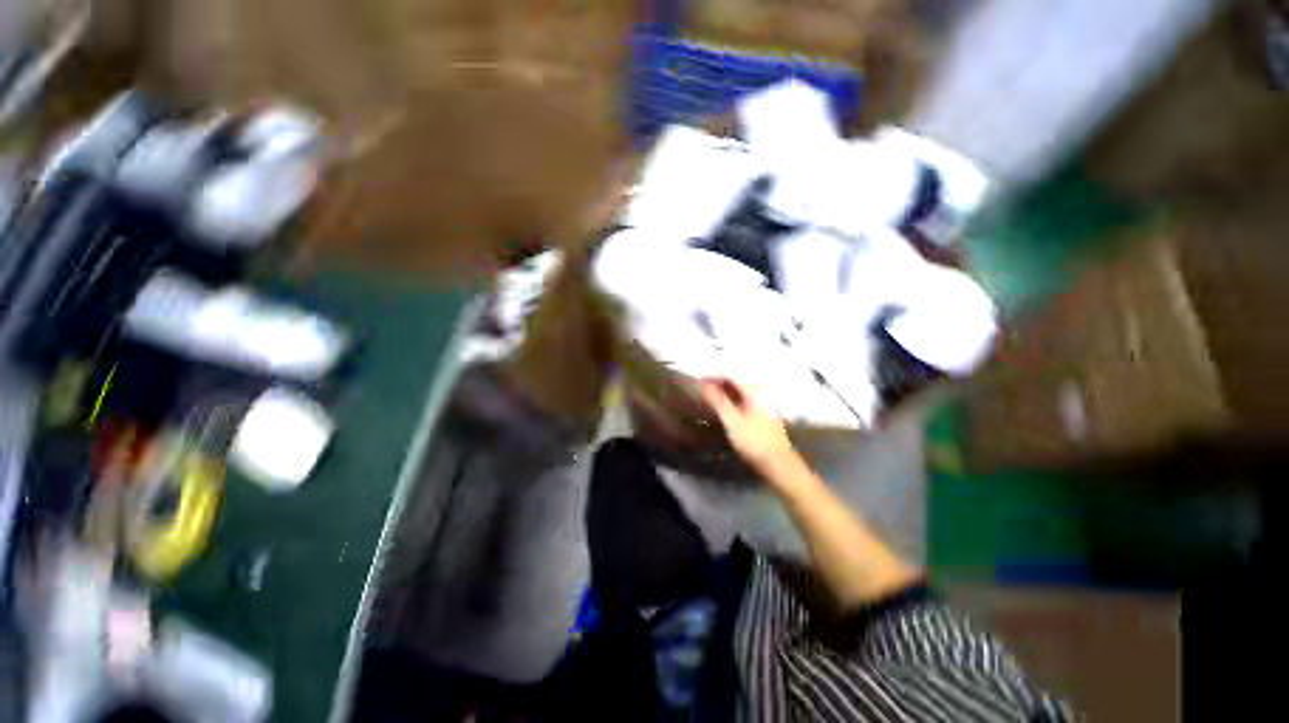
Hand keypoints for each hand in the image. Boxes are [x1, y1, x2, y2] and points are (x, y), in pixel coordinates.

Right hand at [701, 379, 802, 481]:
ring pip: (737, 393)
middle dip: (716, 384)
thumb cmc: (755, 441)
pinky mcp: (759, 416)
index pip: (729, 374)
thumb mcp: (732, 420)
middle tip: (699, 390)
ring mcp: (760, 404)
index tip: (698, 380)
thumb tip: (704, 385)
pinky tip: (720, 410)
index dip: (712, 375)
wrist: (778, 464)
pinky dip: (728, 402)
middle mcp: (758, 393)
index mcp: (753, 391)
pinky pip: (740, 402)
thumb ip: (717, 401)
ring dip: (721, 393)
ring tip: (706, 399)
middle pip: (734, 382)